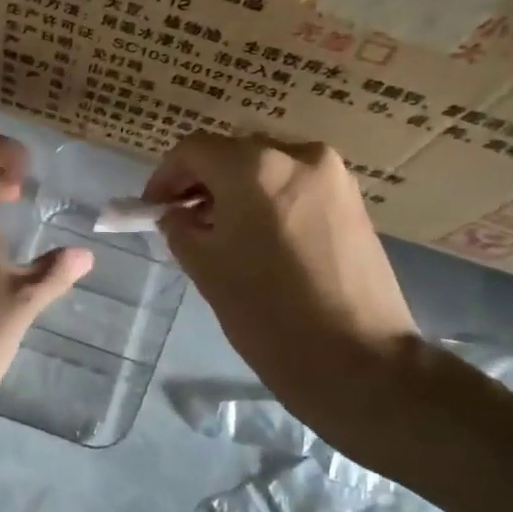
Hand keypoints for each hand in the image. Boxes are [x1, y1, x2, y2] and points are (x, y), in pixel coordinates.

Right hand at [145, 134, 419, 414]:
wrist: (359, 362)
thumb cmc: (269, 314)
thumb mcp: (207, 269)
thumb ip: (180, 228)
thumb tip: (175, 214)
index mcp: (255, 167)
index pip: (194, 150)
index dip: (165, 176)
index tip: (153, 208)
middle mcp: (298, 155)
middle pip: (233, 153)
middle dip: (203, 182)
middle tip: (185, 220)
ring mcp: (333, 176)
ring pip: (267, 167)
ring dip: (237, 191)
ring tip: (223, 232)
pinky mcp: (354, 201)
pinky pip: (297, 185)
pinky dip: (270, 199)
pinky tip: (261, 238)